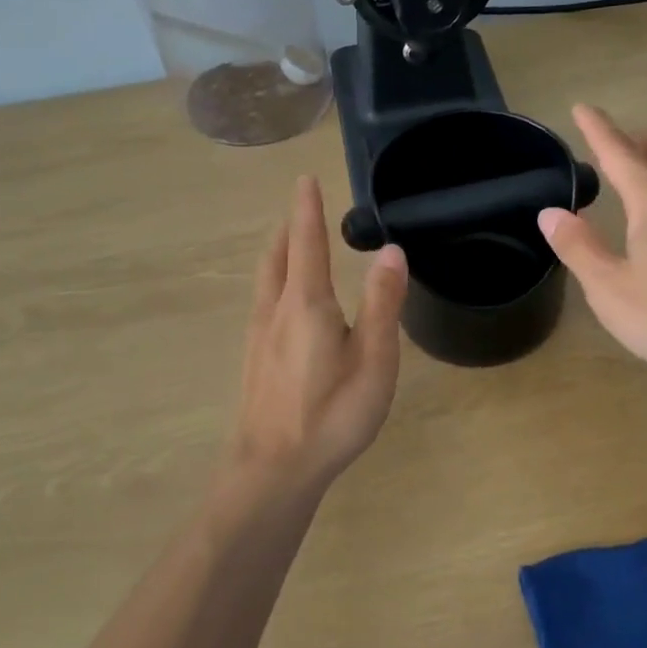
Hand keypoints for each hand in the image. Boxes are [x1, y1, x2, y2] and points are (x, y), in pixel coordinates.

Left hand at [228, 177, 407, 493]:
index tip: (305, 178)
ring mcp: (259, 336)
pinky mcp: (255, 360)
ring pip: (266, 280)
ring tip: (290, 242)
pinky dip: (274, 281)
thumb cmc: (331, 414)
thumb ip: (382, 303)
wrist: (274, 469)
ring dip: (279, 253)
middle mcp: (275, 311)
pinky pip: (263, 302)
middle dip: (290, 227)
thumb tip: (391, 250)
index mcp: (306, 303)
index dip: (307, 209)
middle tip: (301, 206)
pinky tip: (282, 301)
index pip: (307, 242)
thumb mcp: (373, 359)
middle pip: (278, 256)